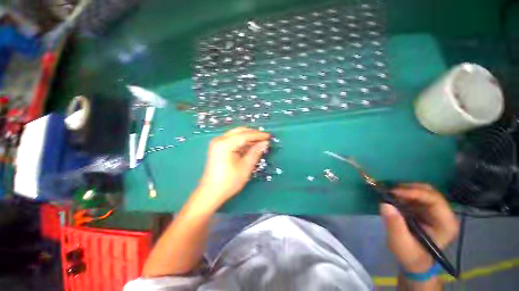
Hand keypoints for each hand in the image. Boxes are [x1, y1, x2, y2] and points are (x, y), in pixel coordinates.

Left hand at [196, 127, 269, 207]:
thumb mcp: (245, 167)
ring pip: (237, 135)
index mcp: (225, 144)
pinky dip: (242, 143)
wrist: (211, 193)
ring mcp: (218, 143)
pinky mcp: (218, 148)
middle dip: (253, 134)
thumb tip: (265, 143)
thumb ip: (255, 152)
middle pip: (240, 131)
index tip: (269, 136)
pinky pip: (233, 140)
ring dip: (248, 138)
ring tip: (260, 143)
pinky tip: (250, 147)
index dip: (258, 135)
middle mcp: (220, 140)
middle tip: (265, 139)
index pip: (245, 135)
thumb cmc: (229, 182)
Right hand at [380, 183, 458, 272]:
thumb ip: (395, 226)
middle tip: (388, 191)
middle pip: (429, 192)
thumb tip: (385, 205)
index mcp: (446, 223)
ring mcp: (435, 210)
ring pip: (422, 191)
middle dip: (408, 189)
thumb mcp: (401, 243)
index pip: (434, 200)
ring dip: (404, 190)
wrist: (413, 259)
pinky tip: (392, 196)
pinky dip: (402, 193)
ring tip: (388, 193)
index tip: (393, 192)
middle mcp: (444, 213)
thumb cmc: (410, 254)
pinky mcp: (425, 209)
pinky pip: (415, 195)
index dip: (414, 193)